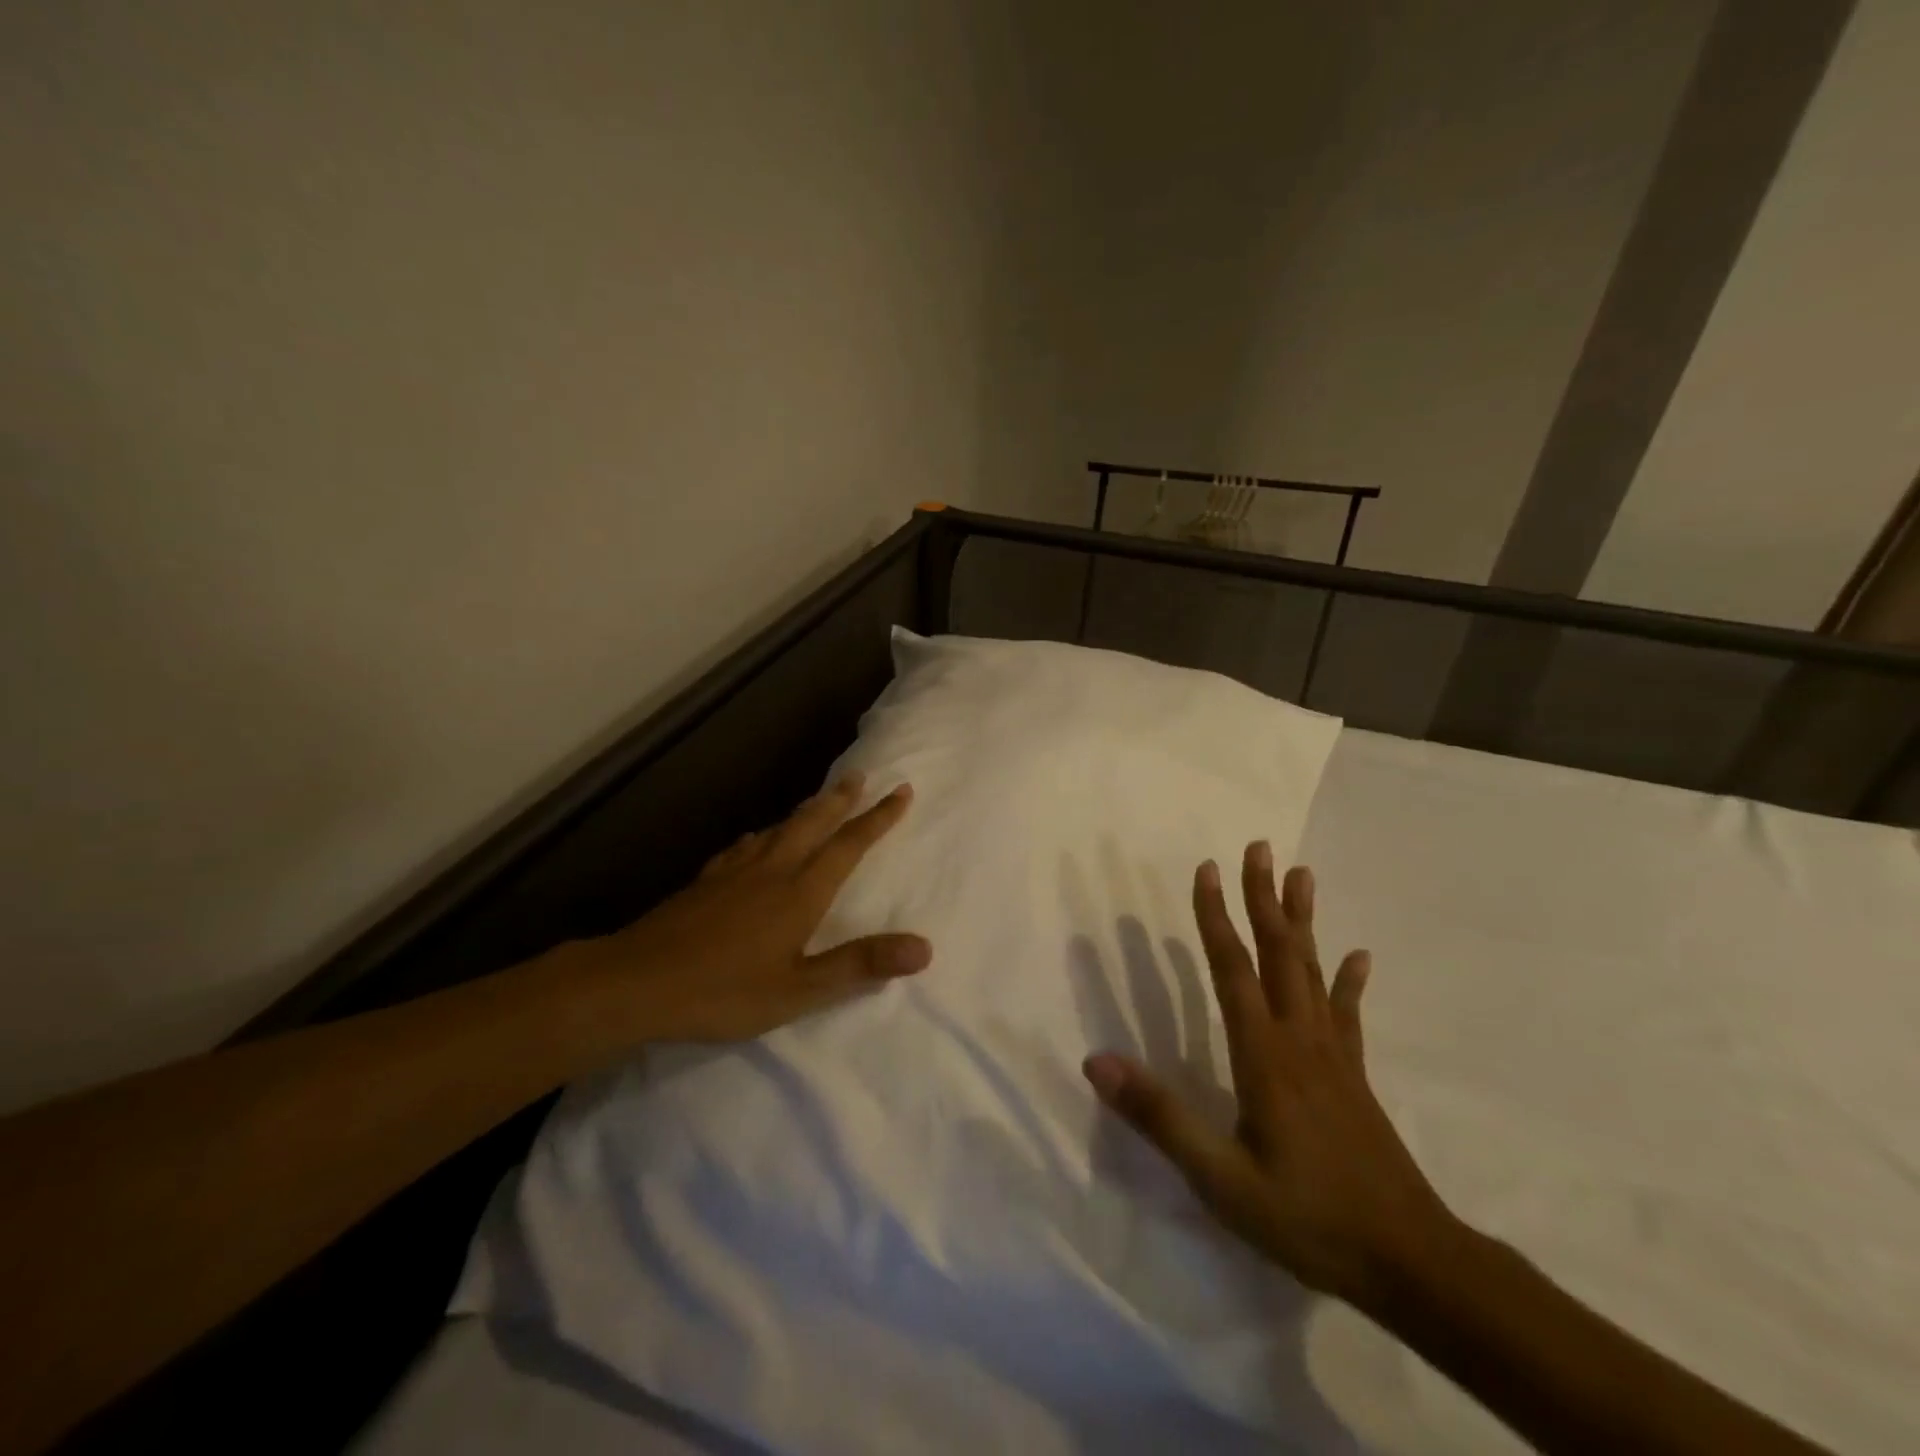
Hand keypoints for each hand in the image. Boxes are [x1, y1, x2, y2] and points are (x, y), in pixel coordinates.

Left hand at [572, 774, 931, 1041]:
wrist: (635, 982)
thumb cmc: (723, 990)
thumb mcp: (799, 989)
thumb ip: (860, 965)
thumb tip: (924, 947)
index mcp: (800, 893)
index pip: (849, 846)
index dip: (878, 818)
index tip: (902, 790)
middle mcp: (772, 871)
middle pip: (812, 824)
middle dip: (840, 800)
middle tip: (859, 775)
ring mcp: (734, 873)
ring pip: (778, 829)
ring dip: (804, 811)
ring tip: (817, 800)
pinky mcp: (705, 882)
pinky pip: (743, 846)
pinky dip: (760, 835)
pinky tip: (754, 840)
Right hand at [1083, 846, 1453, 1307]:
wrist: (1411, 1263)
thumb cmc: (1308, 1218)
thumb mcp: (1221, 1178)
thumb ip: (1160, 1116)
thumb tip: (1097, 1061)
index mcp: (1263, 1054)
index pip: (1232, 969)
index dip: (1215, 917)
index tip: (1206, 869)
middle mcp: (1299, 1039)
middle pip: (1278, 954)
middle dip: (1263, 898)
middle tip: (1259, 847)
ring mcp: (1333, 1056)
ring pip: (1312, 972)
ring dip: (1302, 921)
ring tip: (1301, 875)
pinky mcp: (1355, 1076)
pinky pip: (1348, 1015)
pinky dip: (1349, 982)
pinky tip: (1358, 956)